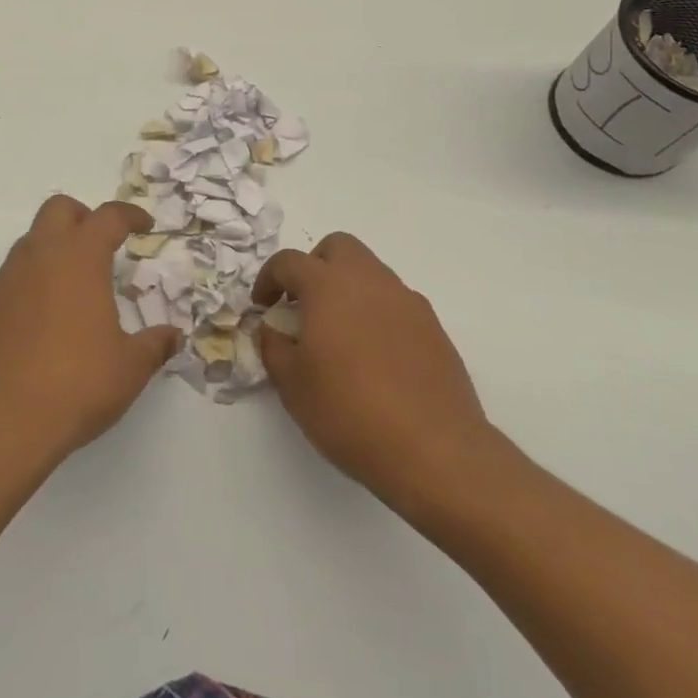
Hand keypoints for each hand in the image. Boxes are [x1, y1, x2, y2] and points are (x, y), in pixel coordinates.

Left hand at [0, 195, 180, 467]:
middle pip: (59, 209)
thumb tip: (171, 336)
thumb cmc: (77, 384)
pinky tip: (41, 323)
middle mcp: (39, 256)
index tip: (143, 225)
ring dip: (54, 250)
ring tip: (73, 288)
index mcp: (79, 258)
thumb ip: (154, 345)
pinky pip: (11, 279)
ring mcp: (5, 279)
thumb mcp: (130, 367)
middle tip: (102, 245)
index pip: (108, 217)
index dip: (129, 215)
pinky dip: (30, 285)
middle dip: (83, 217)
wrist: (2, 421)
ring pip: (30, 242)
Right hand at [253, 232, 500, 519]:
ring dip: (348, 288)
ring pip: (371, 272)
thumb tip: (271, 328)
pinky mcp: (433, 328)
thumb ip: (273, 346)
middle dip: (315, 266)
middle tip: (304, 304)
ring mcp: (407, 301)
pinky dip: (377, 313)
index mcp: (328, 286)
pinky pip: (396, 303)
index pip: (289, 261)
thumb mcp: (292, 385)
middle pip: (338, 247)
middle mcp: (369, 281)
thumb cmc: (349, 411)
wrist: (434, 450)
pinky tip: (374, 355)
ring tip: (339, 333)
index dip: (269, 278)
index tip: (263, 305)